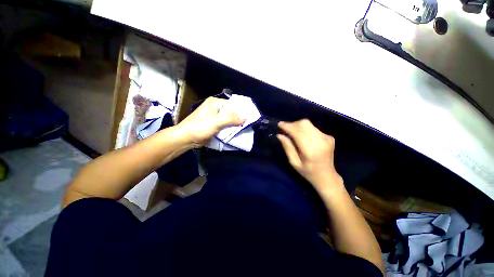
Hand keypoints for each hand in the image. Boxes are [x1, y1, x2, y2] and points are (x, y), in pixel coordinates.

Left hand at [177, 97, 243, 146]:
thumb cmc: (200, 127)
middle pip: (231, 112)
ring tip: (245, 128)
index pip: (232, 104)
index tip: (250, 116)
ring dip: (235, 124)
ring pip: (229, 119)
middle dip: (239, 118)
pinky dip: (230, 128)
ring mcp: (215, 117)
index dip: (241, 110)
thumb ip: (231, 118)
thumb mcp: (216, 122)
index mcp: (215, 103)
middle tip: (249, 124)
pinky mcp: (214, 125)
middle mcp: (215, 108)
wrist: (186, 138)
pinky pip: (225, 125)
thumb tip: (245, 117)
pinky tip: (236, 132)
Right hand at [277, 119, 343, 193]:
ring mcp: (327, 138)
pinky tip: (302, 136)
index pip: (298, 132)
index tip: (279, 124)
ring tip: (292, 132)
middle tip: (285, 129)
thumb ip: (288, 147)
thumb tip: (279, 135)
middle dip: (292, 124)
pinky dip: (305, 129)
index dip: (288, 126)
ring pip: (309, 124)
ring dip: (298, 126)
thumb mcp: (294, 163)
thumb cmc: (308, 172)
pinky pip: (313, 128)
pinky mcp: (329, 137)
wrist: (327, 176)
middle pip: (304, 124)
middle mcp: (321, 141)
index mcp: (311, 150)